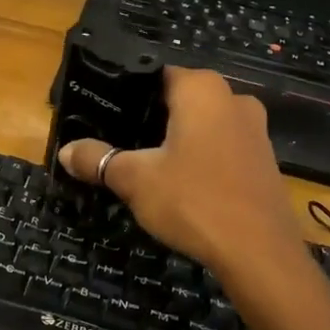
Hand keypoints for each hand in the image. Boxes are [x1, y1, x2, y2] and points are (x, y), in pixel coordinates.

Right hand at [57, 67, 308, 282]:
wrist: (260, 255)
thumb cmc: (193, 201)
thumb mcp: (134, 179)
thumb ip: (98, 159)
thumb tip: (66, 151)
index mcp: (202, 89)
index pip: (155, 75)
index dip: (127, 94)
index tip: (104, 115)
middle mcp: (233, 98)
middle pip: (179, 100)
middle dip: (150, 119)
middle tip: (118, 142)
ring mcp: (255, 130)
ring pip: (202, 125)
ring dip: (177, 140)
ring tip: (145, 164)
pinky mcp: (264, 160)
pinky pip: (222, 148)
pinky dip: (200, 158)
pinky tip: (182, 184)